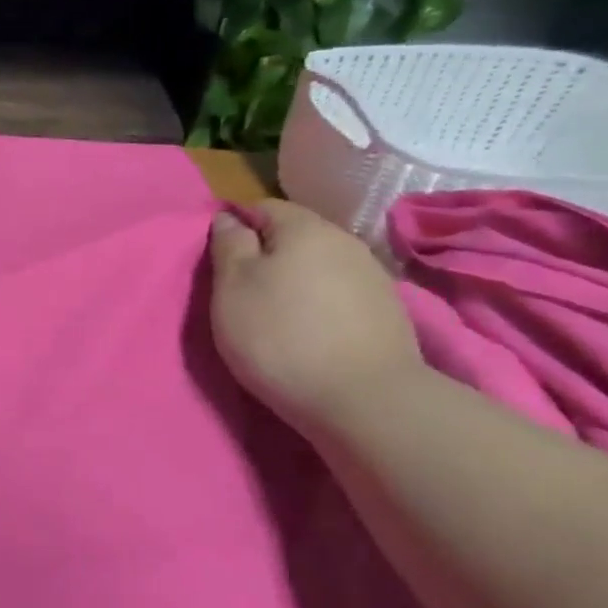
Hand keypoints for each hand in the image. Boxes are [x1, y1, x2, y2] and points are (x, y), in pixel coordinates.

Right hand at [208, 200, 423, 429]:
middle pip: (296, 235)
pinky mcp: (388, 314)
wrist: (364, 400)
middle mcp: (345, 242)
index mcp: (305, 228)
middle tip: (241, 290)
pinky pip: (340, 294)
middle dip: (267, 254)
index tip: (219, 260)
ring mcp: (374, 278)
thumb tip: (229, 218)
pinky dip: (319, 304)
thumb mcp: (232, 286)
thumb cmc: (280, 335)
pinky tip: (309, 331)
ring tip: (275, 313)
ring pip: (320, 265)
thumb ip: (228, 245)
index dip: (236, 226)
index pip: (263, 207)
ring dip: (295, 280)